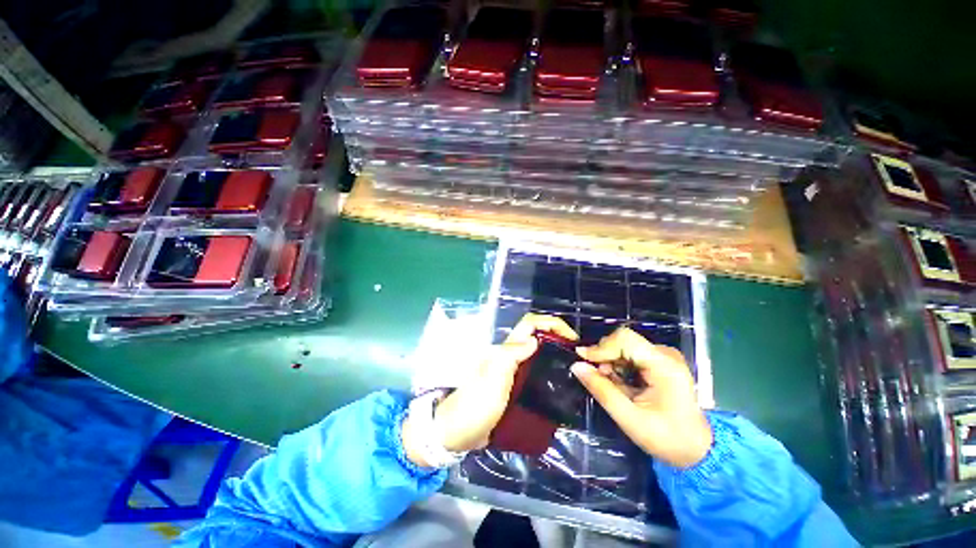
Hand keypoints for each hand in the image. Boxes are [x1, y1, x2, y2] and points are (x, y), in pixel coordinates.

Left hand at [402, 313, 577, 466]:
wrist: (459, 431)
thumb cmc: (476, 402)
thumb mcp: (494, 375)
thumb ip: (513, 354)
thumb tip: (535, 341)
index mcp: (506, 348)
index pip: (530, 324)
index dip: (551, 323)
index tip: (571, 338)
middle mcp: (510, 355)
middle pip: (536, 336)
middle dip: (557, 337)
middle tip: (576, 354)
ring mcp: (512, 371)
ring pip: (537, 353)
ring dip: (554, 354)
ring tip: (573, 368)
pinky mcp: (514, 387)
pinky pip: (534, 372)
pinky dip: (547, 371)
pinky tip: (558, 384)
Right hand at [572, 327, 711, 468]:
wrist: (697, 450)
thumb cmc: (666, 438)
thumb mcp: (629, 418)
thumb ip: (602, 390)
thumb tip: (576, 366)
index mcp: (664, 366)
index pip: (625, 339)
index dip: (601, 347)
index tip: (584, 360)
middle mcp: (665, 354)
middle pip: (624, 340)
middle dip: (605, 356)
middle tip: (598, 377)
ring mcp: (664, 356)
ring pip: (625, 346)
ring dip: (611, 361)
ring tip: (610, 383)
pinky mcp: (660, 362)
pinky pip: (631, 354)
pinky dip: (619, 365)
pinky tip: (620, 382)